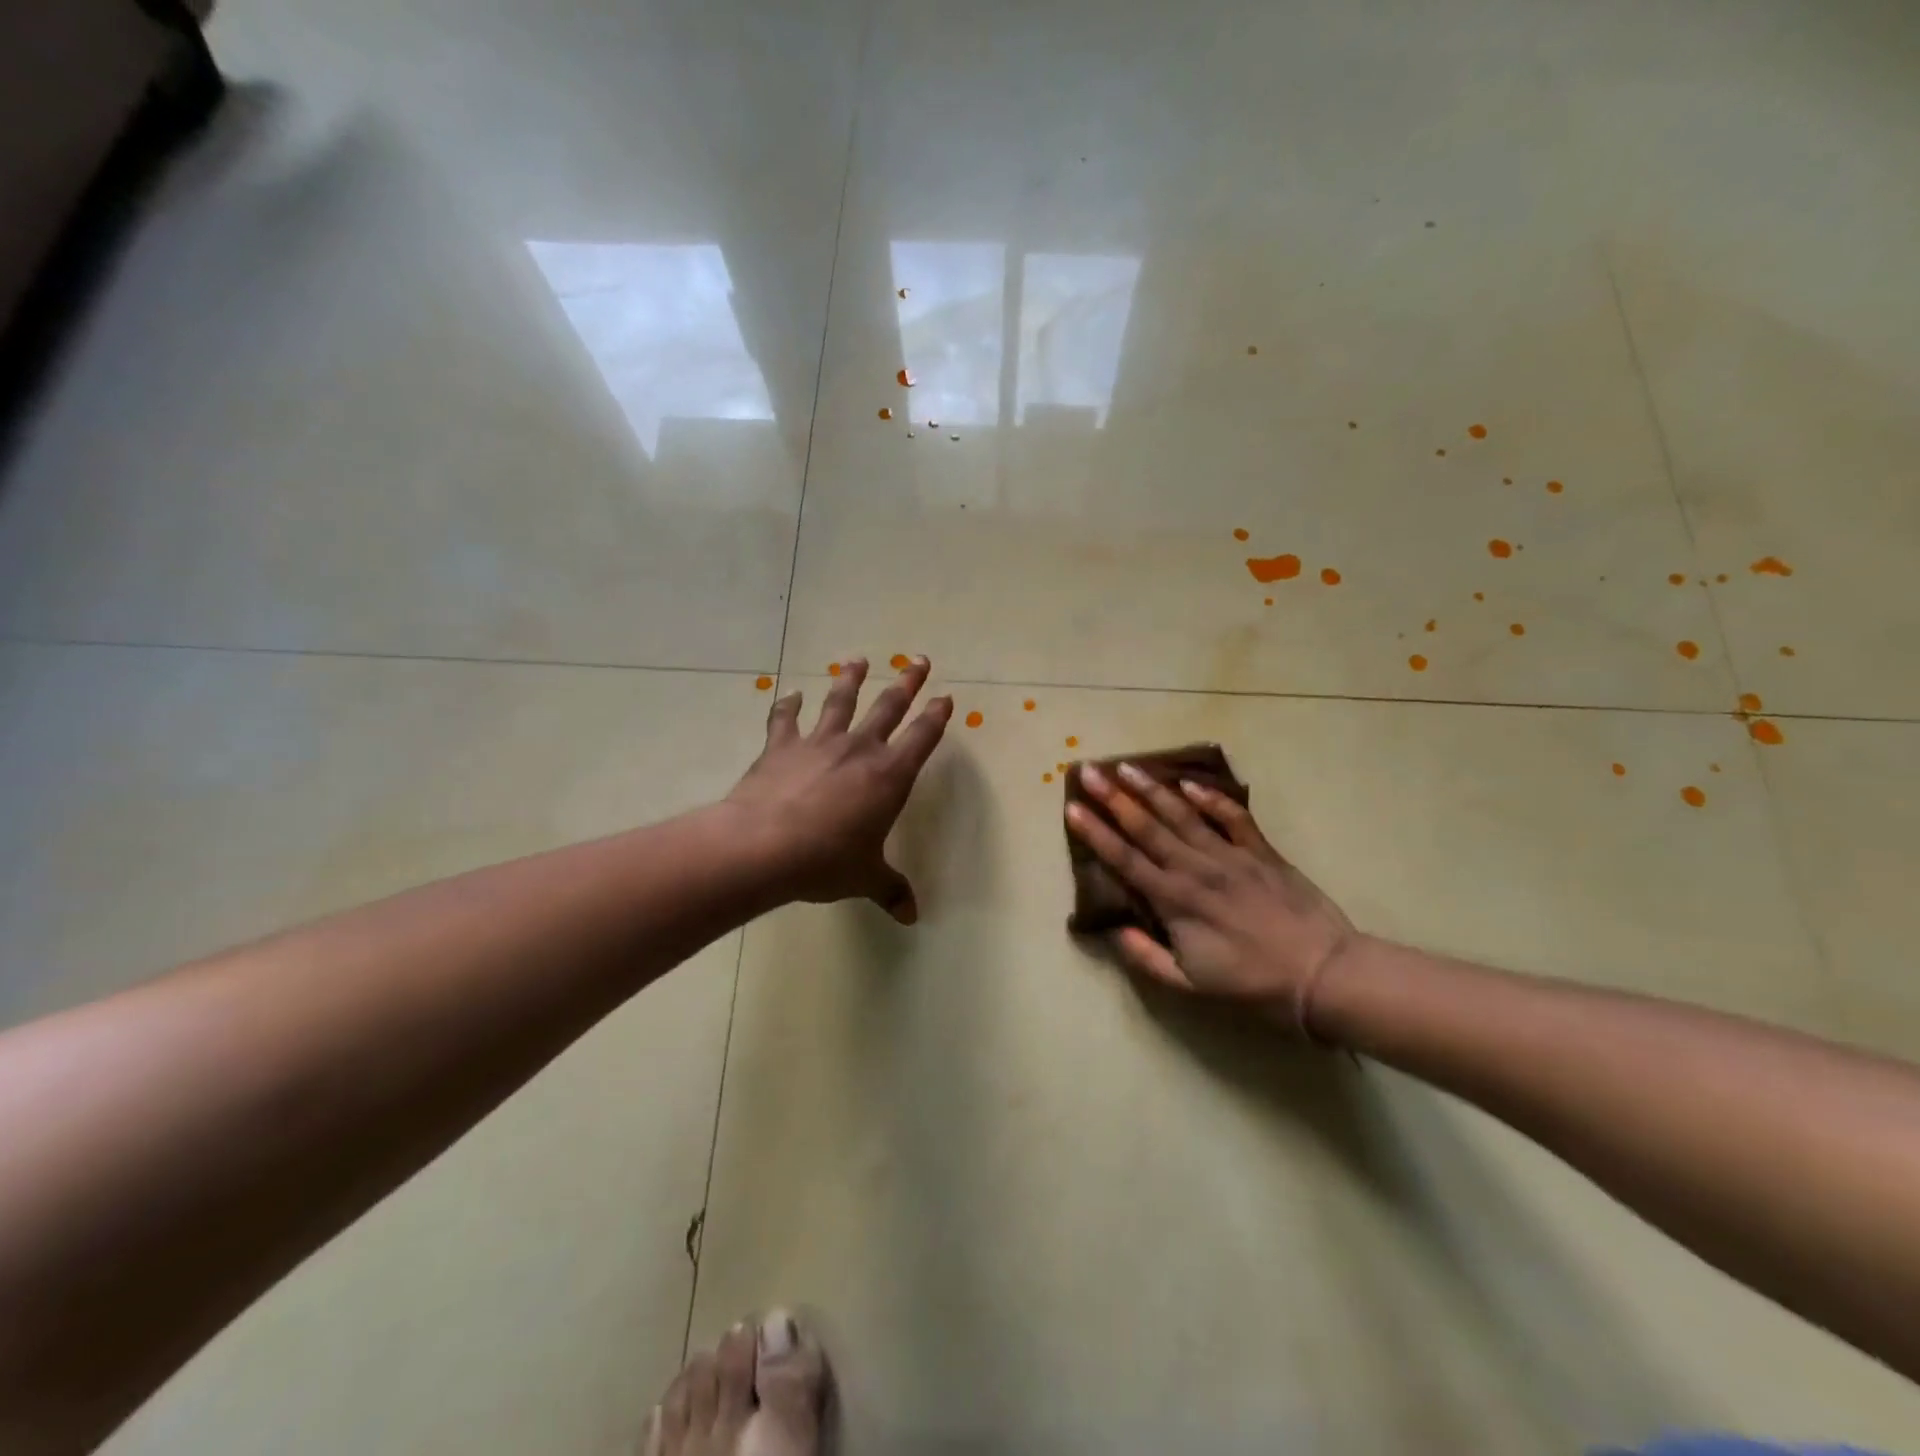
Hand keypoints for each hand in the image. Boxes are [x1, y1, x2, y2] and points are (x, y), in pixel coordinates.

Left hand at [726, 657, 951, 923]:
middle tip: (919, 661)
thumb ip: (891, 890)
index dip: (936, 716)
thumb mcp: (865, 878)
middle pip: (888, 707)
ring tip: (857, 660)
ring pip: (839, 702)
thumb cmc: (827, 861)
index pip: (922, 738)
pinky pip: (786, 719)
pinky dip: (787, 706)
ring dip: (850, 680)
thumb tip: (912, 917)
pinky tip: (789, 694)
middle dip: (906, 683)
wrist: (765, 846)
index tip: (945, 696)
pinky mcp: (781, 746)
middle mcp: (859, 750)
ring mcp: (819, 743)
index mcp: (889, 776)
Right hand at [1065, 762, 1357, 1033]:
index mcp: (1174, 901)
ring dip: (1152, 790)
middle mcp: (1195, 869)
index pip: (1124, 859)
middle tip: (1089, 771)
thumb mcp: (1190, 986)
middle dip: (1113, 798)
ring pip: (1182, 815)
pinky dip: (1210, 798)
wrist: (1323, 975)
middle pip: (1147, 827)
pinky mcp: (1261, 852)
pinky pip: (1232, 817)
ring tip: (1127, 767)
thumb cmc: (1252, 985)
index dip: (1095, 833)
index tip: (1071, 807)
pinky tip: (1190, 783)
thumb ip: (1146, 957)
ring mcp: (1230, 856)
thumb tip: (1115, 930)